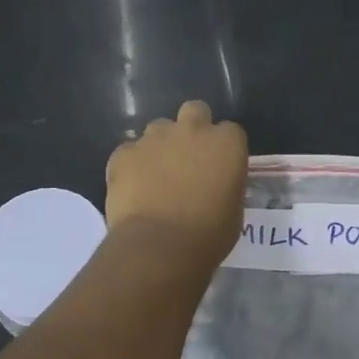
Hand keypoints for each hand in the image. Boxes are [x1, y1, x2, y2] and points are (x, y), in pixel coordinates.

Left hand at [106, 100, 247, 268]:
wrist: (159, 247)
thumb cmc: (208, 235)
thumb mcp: (234, 210)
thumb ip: (226, 185)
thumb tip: (217, 184)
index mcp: (226, 144)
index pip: (230, 131)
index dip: (223, 148)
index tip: (219, 166)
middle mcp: (192, 130)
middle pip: (195, 111)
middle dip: (192, 128)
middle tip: (189, 158)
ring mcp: (154, 138)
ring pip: (159, 128)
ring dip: (161, 145)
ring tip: (157, 176)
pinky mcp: (124, 153)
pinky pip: (130, 151)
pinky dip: (133, 164)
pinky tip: (134, 188)